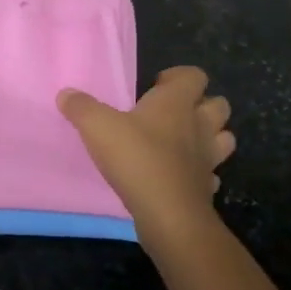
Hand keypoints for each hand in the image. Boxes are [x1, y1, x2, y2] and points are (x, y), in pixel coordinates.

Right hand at [58, 66, 235, 234]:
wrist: (168, 213)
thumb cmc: (136, 158)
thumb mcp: (98, 127)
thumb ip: (81, 108)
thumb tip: (66, 94)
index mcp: (177, 103)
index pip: (194, 75)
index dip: (179, 77)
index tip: (156, 86)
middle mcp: (200, 125)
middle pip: (218, 104)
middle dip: (201, 105)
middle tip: (172, 114)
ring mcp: (209, 158)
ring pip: (224, 138)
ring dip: (209, 137)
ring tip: (183, 143)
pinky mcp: (207, 187)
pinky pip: (212, 174)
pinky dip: (201, 173)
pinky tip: (181, 177)